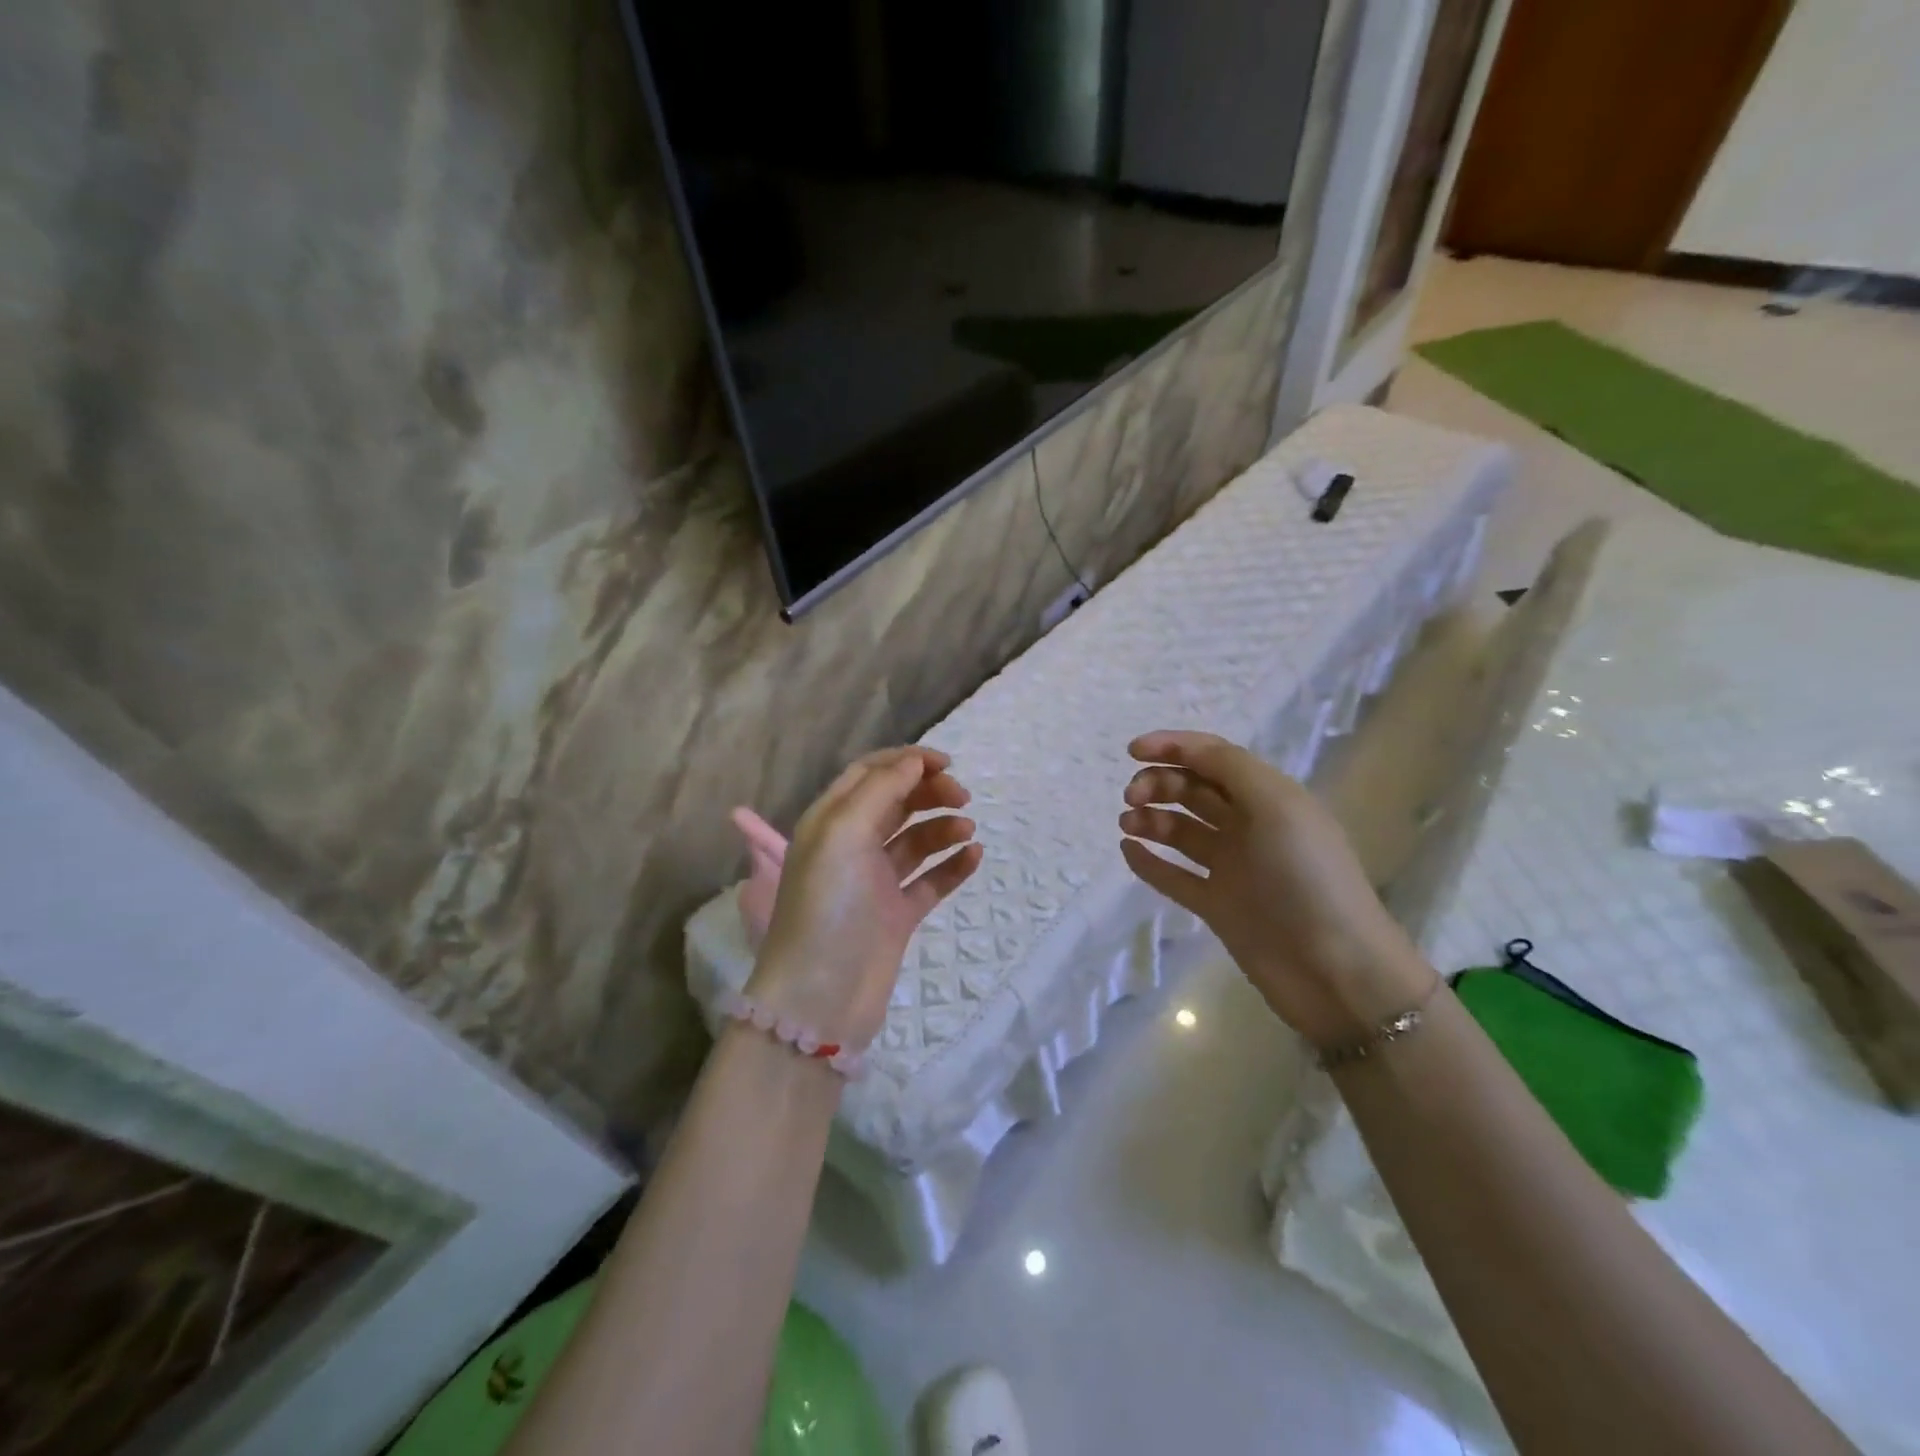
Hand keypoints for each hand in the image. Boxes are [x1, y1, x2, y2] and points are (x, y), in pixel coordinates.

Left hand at [749, 747, 982, 1050]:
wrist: (822, 997)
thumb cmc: (828, 905)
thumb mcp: (844, 833)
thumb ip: (879, 790)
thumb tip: (913, 762)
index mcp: (830, 821)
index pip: (869, 773)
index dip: (907, 762)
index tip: (946, 764)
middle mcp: (851, 846)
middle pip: (896, 802)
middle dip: (929, 792)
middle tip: (962, 797)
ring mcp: (875, 882)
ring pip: (915, 840)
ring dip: (942, 827)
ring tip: (967, 829)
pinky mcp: (896, 915)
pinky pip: (930, 880)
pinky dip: (952, 865)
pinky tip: (974, 856)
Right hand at [1118, 730, 1433, 1048]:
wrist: (1335, 970)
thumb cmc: (1307, 878)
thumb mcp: (1277, 807)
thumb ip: (1231, 769)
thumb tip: (1186, 751)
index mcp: (1269, 798)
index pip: (1214, 758)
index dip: (1173, 747)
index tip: (1132, 751)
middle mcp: (1249, 828)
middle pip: (1194, 791)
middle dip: (1160, 783)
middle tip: (1131, 797)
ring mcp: (1232, 869)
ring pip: (1182, 831)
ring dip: (1152, 818)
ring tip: (1128, 824)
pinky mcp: (1218, 907)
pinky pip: (1175, 876)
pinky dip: (1150, 862)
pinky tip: (1128, 850)